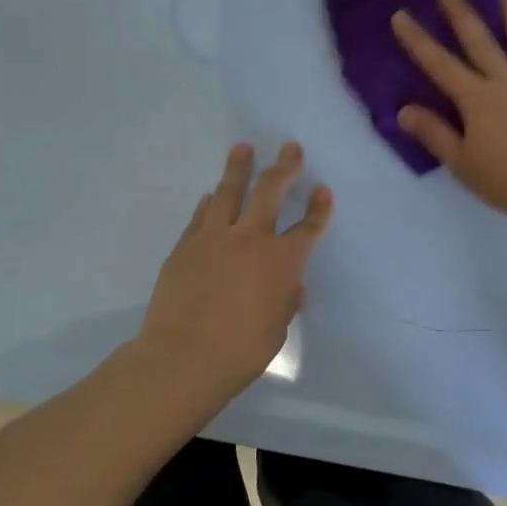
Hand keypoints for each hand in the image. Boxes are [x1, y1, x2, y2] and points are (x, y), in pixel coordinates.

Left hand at [138, 142, 333, 392]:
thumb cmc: (241, 351)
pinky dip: (210, 203)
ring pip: (228, 192)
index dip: (319, 208)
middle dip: (283, 167)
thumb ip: (285, 301)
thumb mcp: (277, 329)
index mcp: (282, 262)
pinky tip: (211, 195)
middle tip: (290, 148)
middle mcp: (250, 239)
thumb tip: (291, 287)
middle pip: (270, 192)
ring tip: (243, 148)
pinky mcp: (185, 246)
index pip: (308, 228)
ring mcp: (214, 238)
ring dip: (238, 168)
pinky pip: (201, 216)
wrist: (183, 357)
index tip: (323, 190)